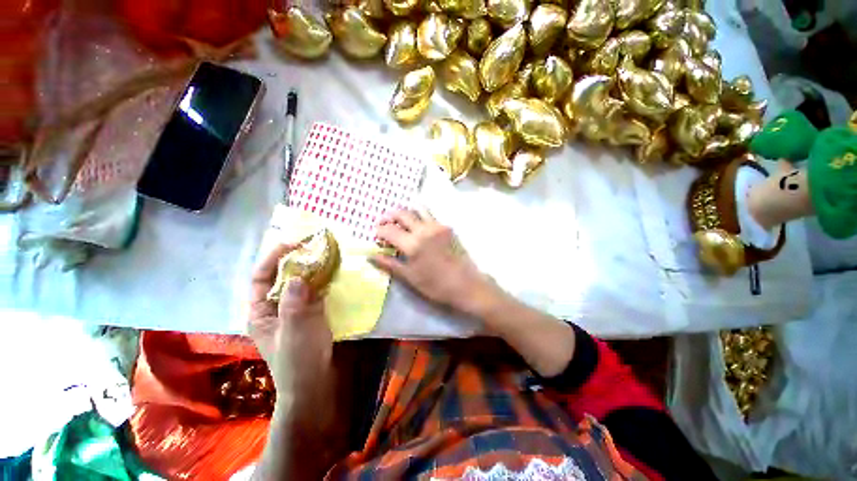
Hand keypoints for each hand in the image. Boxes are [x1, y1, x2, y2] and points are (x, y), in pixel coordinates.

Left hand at [247, 244, 332, 396]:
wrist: (316, 383)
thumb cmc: (298, 361)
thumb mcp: (294, 332)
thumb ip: (293, 304)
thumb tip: (296, 276)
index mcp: (261, 312)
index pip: (260, 278)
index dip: (272, 258)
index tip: (291, 243)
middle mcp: (276, 307)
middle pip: (281, 276)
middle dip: (294, 260)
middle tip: (312, 245)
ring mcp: (296, 309)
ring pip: (300, 282)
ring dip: (311, 268)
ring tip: (325, 253)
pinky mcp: (313, 311)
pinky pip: (316, 290)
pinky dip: (323, 279)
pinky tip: (334, 271)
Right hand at [371, 210, 496, 316]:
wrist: (465, 285)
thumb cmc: (435, 285)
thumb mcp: (409, 277)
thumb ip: (389, 264)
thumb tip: (370, 256)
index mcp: (413, 243)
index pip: (389, 229)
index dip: (379, 230)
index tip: (376, 235)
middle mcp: (424, 229)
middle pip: (402, 213)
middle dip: (390, 216)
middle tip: (385, 224)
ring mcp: (437, 226)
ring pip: (418, 209)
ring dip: (406, 213)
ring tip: (401, 223)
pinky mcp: (447, 227)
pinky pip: (430, 215)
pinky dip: (420, 216)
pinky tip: (418, 227)